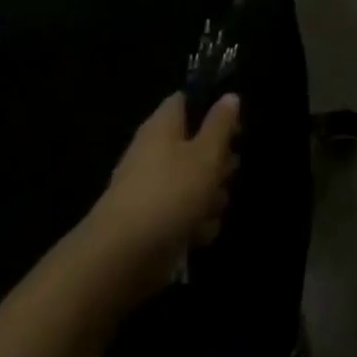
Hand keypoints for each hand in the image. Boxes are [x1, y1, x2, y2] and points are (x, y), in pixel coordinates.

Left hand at [90, 93, 240, 280]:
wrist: (121, 260)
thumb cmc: (169, 194)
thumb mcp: (206, 154)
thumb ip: (221, 124)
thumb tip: (229, 96)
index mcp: (163, 126)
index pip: (187, 100)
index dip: (213, 108)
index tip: (234, 125)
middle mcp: (155, 152)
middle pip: (197, 145)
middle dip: (219, 162)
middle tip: (226, 173)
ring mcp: (152, 189)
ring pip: (195, 182)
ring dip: (211, 197)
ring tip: (210, 209)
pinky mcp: (154, 222)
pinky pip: (185, 213)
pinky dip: (196, 223)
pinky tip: (199, 234)